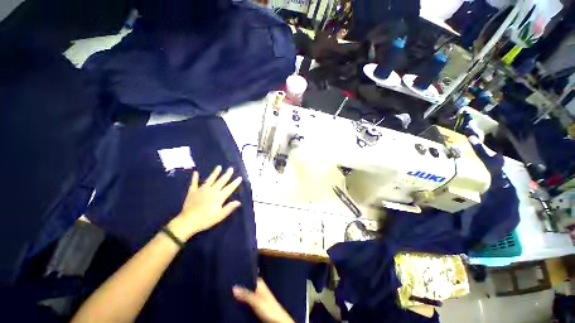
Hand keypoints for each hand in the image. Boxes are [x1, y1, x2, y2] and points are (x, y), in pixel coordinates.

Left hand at [168, 166, 242, 240]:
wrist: (188, 221)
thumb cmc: (206, 219)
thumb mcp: (220, 216)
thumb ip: (229, 207)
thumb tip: (238, 202)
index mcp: (219, 196)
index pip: (229, 188)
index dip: (235, 183)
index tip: (240, 177)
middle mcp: (212, 190)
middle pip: (221, 181)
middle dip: (227, 174)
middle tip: (231, 168)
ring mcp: (202, 190)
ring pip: (210, 179)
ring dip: (215, 173)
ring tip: (219, 166)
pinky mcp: (193, 191)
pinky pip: (194, 183)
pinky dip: (194, 178)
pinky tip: (195, 172)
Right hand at [233, 278, 294, 322]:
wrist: (279, 322)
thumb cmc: (269, 308)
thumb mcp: (257, 301)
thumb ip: (246, 294)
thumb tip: (233, 287)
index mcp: (260, 283)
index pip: (248, 277)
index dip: (240, 277)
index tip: (229, 276)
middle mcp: (258, 288)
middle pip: (246, 286)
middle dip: (238, 287)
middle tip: (226, 287)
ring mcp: (257, 297)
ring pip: (245, 294)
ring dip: (239, 295)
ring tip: (227, 294)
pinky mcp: (256, 306)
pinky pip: (246, 302)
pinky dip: (241, 302)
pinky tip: (234, 303)